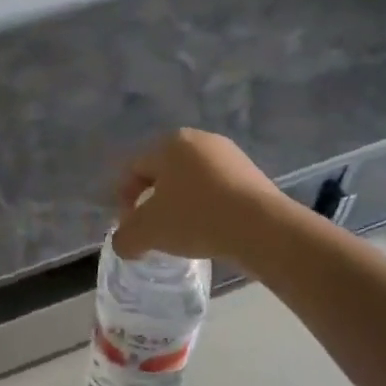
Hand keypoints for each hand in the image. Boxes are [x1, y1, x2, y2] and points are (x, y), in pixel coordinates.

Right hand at [111, 129, 282, 262]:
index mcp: (170, 143)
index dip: (125, 199)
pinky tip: (210, 230)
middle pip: (164, 173)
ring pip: (192, 182)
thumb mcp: (149, 232)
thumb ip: (126, 238)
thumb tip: (123, 244)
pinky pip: (218, 191)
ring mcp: (230, 155)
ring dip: (182, 206)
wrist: (263, 228)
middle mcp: (200, 140)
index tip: (130, 227)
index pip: (135, 169)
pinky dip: (207, 208)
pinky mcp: (252, 175)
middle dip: (154, 201)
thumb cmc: (197, 218)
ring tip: (183, 234)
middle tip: (154, 230)